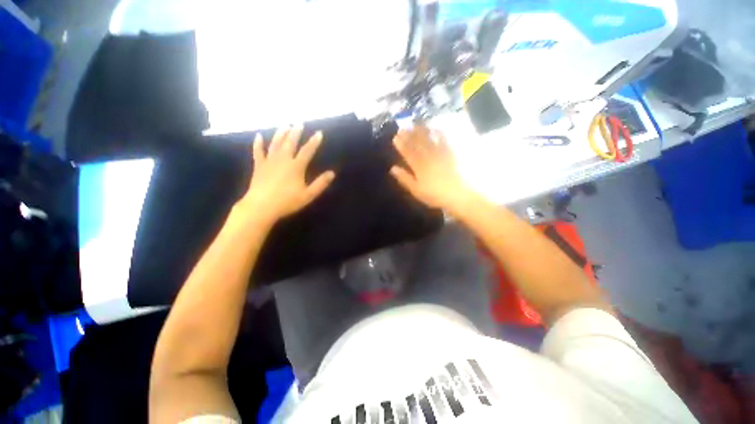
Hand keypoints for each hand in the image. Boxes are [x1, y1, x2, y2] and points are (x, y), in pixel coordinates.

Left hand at [238, 126, 334, 222]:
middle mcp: (283, 160)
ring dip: (280, 134)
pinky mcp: (259, 166)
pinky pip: (258, 152)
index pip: (307, 151)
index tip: (319, 133)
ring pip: (275, 144)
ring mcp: (269, 161)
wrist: (261, 206)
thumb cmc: (287, 201)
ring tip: (284, 125)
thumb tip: (332, 173)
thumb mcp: (308, 195)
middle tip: (299, 123)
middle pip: (290, 143)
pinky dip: (258, 144)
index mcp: (296, 166)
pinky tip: (258, 136)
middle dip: (296, 133)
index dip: (314, 142)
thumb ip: (320, 183)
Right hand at [390, 126, 472, 210]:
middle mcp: (428, 156)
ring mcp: (440, 153)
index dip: (401, 144)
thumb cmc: (435, 195)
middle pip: (417, 143)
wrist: (458, 194)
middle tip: (403, 127)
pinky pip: (444, 139)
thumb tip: (392, 168)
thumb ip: (404, 178)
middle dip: (409, 135)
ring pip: (428, 139)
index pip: (407, 152)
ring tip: (415, 124)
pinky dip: (438, 132)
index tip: (395, 137)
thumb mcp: (416, 190)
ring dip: (421, 131)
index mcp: (418, 166)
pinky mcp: (451, 152)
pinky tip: (435, 128)